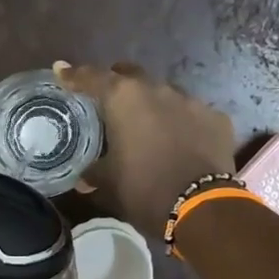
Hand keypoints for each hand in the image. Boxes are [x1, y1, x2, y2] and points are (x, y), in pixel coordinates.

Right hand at [55, 62, 236, 237]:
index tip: (62, 71)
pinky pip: (192, 115)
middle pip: (131, 76)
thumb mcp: (108, 183)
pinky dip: (181, 123)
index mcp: (124, 99)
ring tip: (147, 127)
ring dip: (152, 106)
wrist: (199, 207)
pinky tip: (179, 142)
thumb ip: (92, 172)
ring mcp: (192, 102)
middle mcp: (157, 90)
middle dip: (117, 83)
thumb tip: (83, 178)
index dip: (73, 75)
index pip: (91, 78)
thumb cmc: (143, 189)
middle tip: (108, 100)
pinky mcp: (216, 118)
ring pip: (164, 94)